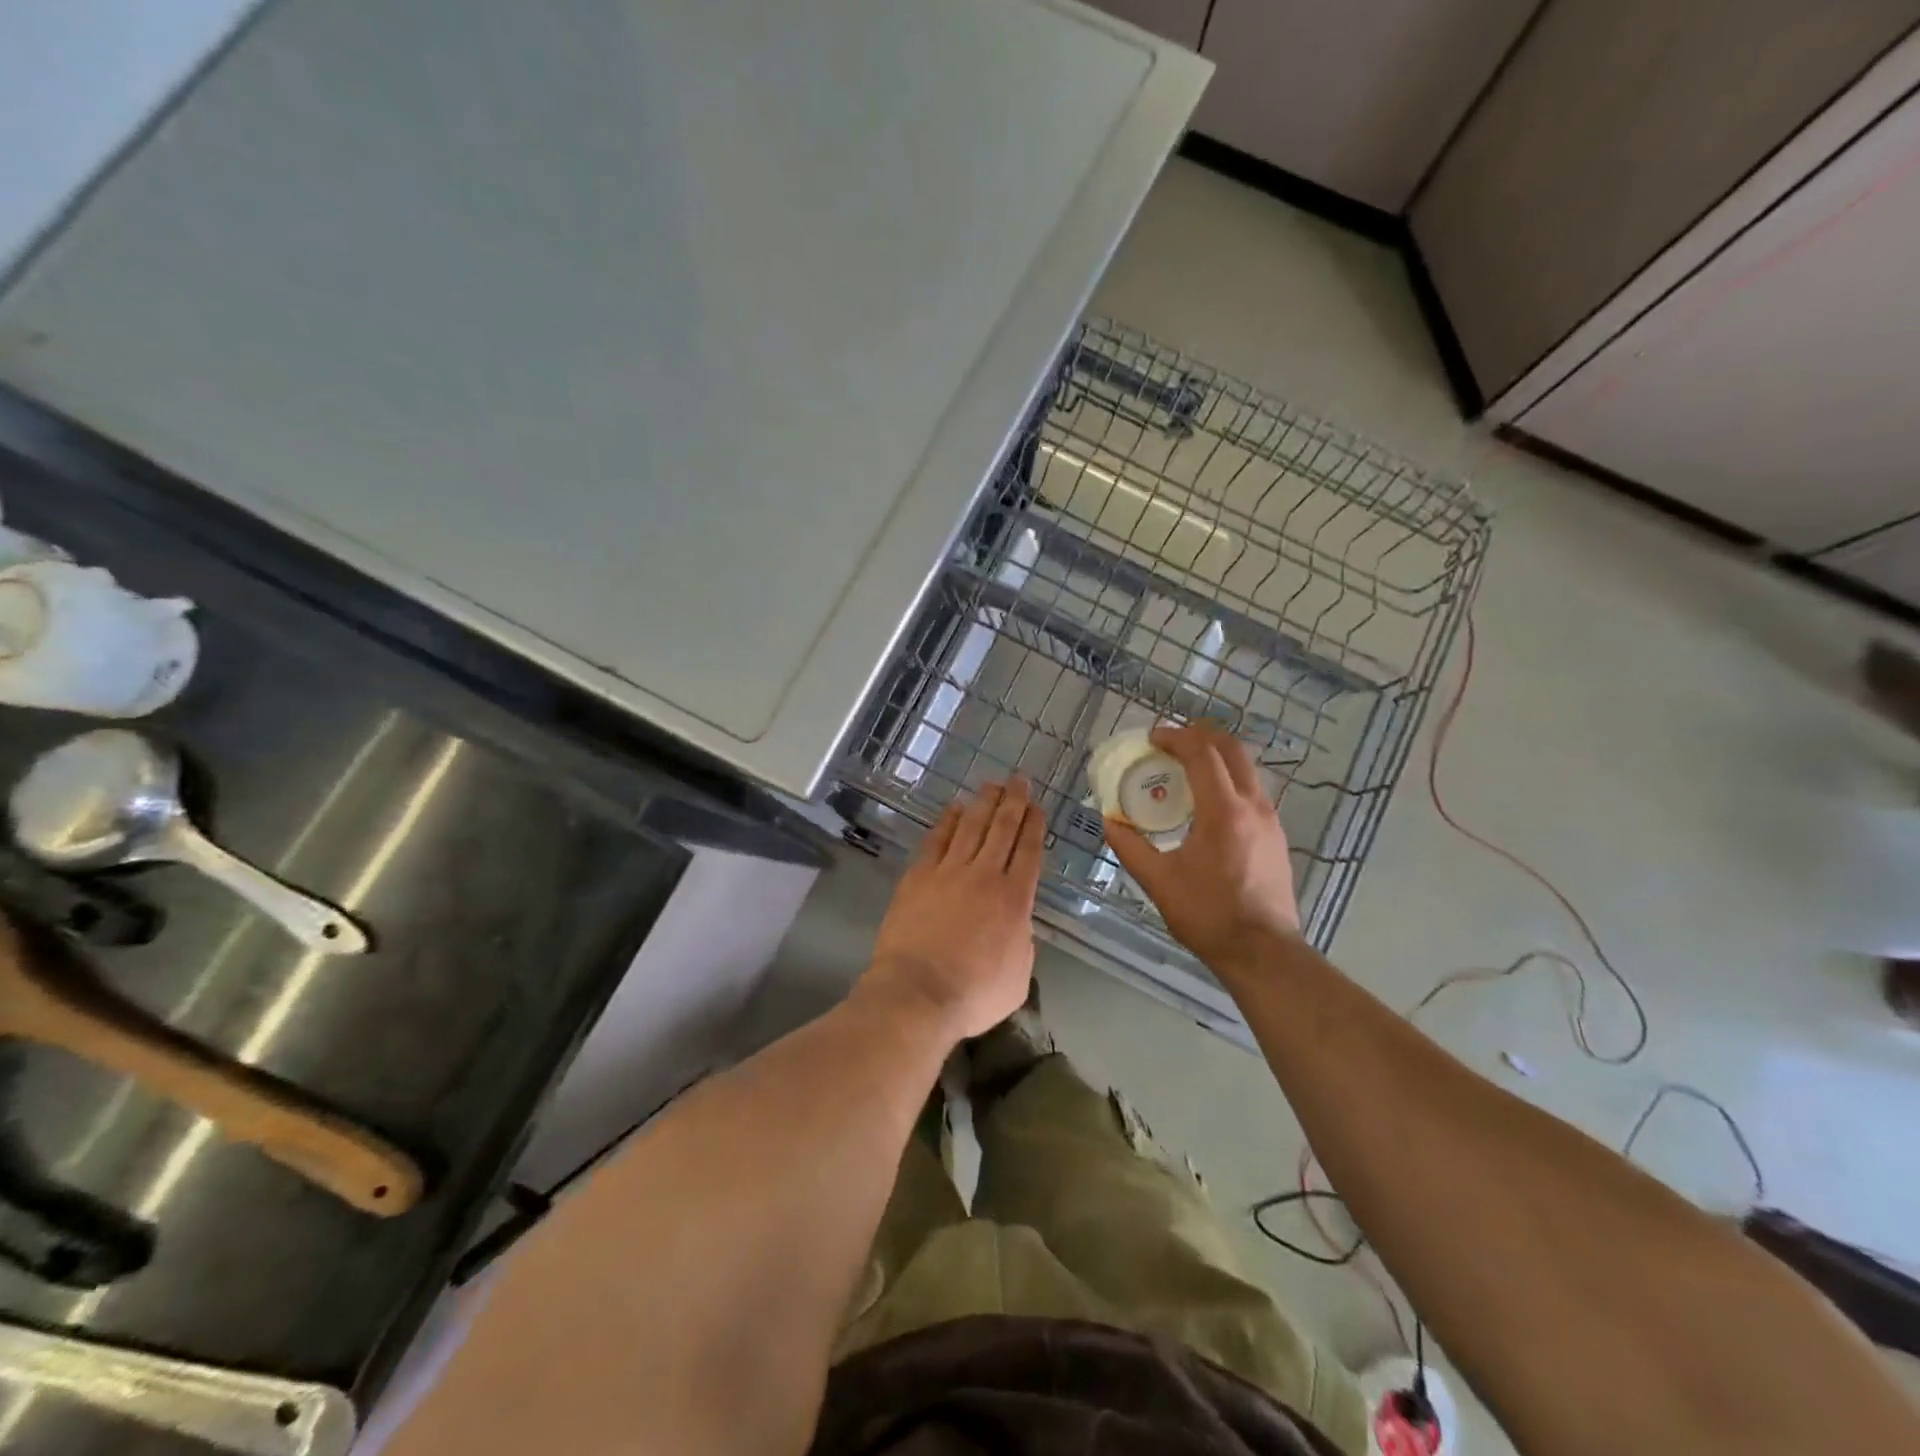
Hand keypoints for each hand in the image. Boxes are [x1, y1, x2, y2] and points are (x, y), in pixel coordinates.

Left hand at [863, 778, 1044, 1040]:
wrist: (917, 993)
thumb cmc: (973, 994)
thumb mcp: (1018, 976)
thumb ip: (1022, 941)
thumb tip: (1017, 924)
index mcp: (1014, 899)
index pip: (1028, 851)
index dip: (1034, 825)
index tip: (1037, 806)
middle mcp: (984, 876)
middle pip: (1002, 829)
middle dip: (1014, 802)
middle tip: (1020, 780)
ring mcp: (949, 872)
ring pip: (971, 826)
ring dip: (984, 803)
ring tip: (992, 785)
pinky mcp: (918, 876)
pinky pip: (937, 840)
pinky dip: (947, 821)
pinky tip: (954, 808)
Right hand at [1102, 724, 1300, 970]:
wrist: (1263, 952)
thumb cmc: (1208, 915)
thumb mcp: (1159, 881)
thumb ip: (1130, 847)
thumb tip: (1109, 821)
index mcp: (1223, 812)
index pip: (1202, 753)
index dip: (1175, 737)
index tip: (1151, 738)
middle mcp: (1253, 805)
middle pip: (1231, 748)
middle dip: (1200, 735)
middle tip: (1170, 742)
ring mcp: (1270, 819)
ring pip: (1246, 767)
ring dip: (1216, 755)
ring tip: (1186, 766)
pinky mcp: (1276, 834)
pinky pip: (1252, 788)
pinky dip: (1228, 777)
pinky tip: (1208, 799)